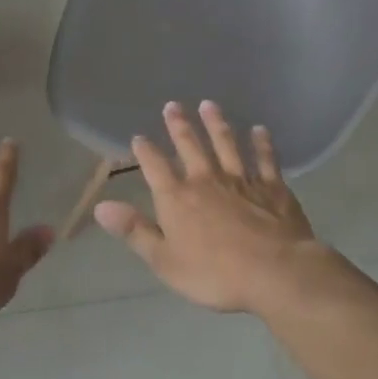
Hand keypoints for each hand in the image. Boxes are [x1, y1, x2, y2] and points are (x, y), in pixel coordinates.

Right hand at [94, 101, 336, 313]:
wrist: (277, 273)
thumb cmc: (215, 273)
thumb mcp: (164, 260)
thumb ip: (134, 231)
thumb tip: (100, 207)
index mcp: (177, 197)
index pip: (155, 166)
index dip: (145, 151)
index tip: (139, 137)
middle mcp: (206, 180)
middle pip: (190, 146)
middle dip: (179, 125)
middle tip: (173, 105)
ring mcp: (242, 180)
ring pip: (226, 144)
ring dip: (216, 124)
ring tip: (209, 105)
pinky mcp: (273, 188)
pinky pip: (265, 160)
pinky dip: (261, 144)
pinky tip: (259, 130)